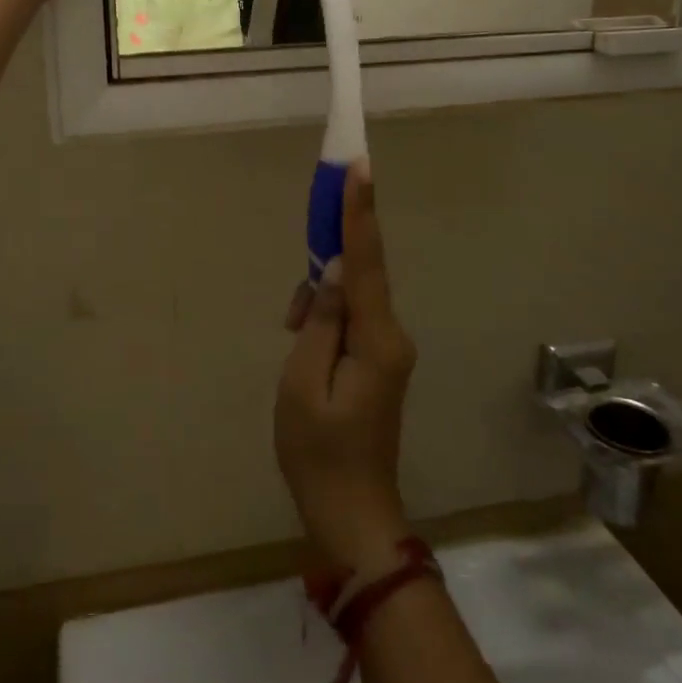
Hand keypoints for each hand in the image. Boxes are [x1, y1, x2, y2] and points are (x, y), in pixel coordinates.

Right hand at [275, 163, 418, 574]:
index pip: (365, 262)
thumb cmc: (318, 452)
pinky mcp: (379, 361)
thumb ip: (319, 320)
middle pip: (360, 275)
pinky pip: (350, 319)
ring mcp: (388, 349)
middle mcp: (391, 336)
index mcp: (377, 339)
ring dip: (316, 300)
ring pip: (350, 298)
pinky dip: (324, 319)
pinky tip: (302, 343)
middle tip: (301, 266)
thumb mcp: (303, 383)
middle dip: (327, 257)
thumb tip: (330, 271)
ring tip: (290, 335)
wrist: (351, 514)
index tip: (359, 168)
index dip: (359, 212)